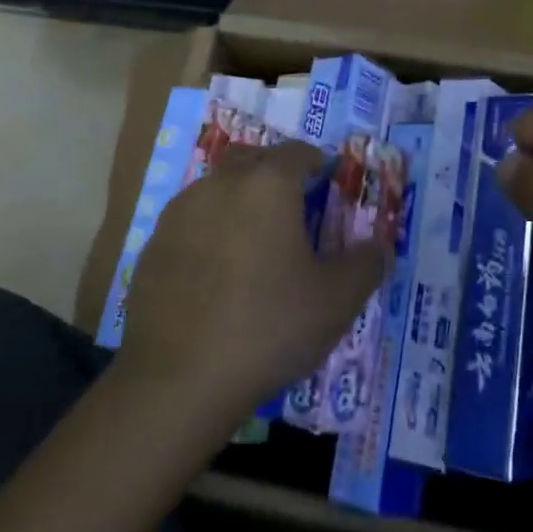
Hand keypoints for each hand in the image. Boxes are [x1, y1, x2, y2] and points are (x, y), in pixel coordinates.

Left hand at [116, 141, 389, 424]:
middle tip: (293, 206)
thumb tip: (379, 246)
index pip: (297, 153)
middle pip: (251, 160)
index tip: (327, 180)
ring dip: (238, 200)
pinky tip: (216, 272)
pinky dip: (208, 231)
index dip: (316, 162)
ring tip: (254, 240)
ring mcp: (179, 214)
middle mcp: (220, 185)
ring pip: (216, 189)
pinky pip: (190, 223)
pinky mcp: (153, 246)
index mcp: (268, 186)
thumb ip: (365, 265)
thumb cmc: (268, 327)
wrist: (178, 379)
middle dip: (273, 172)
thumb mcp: (336, 301)